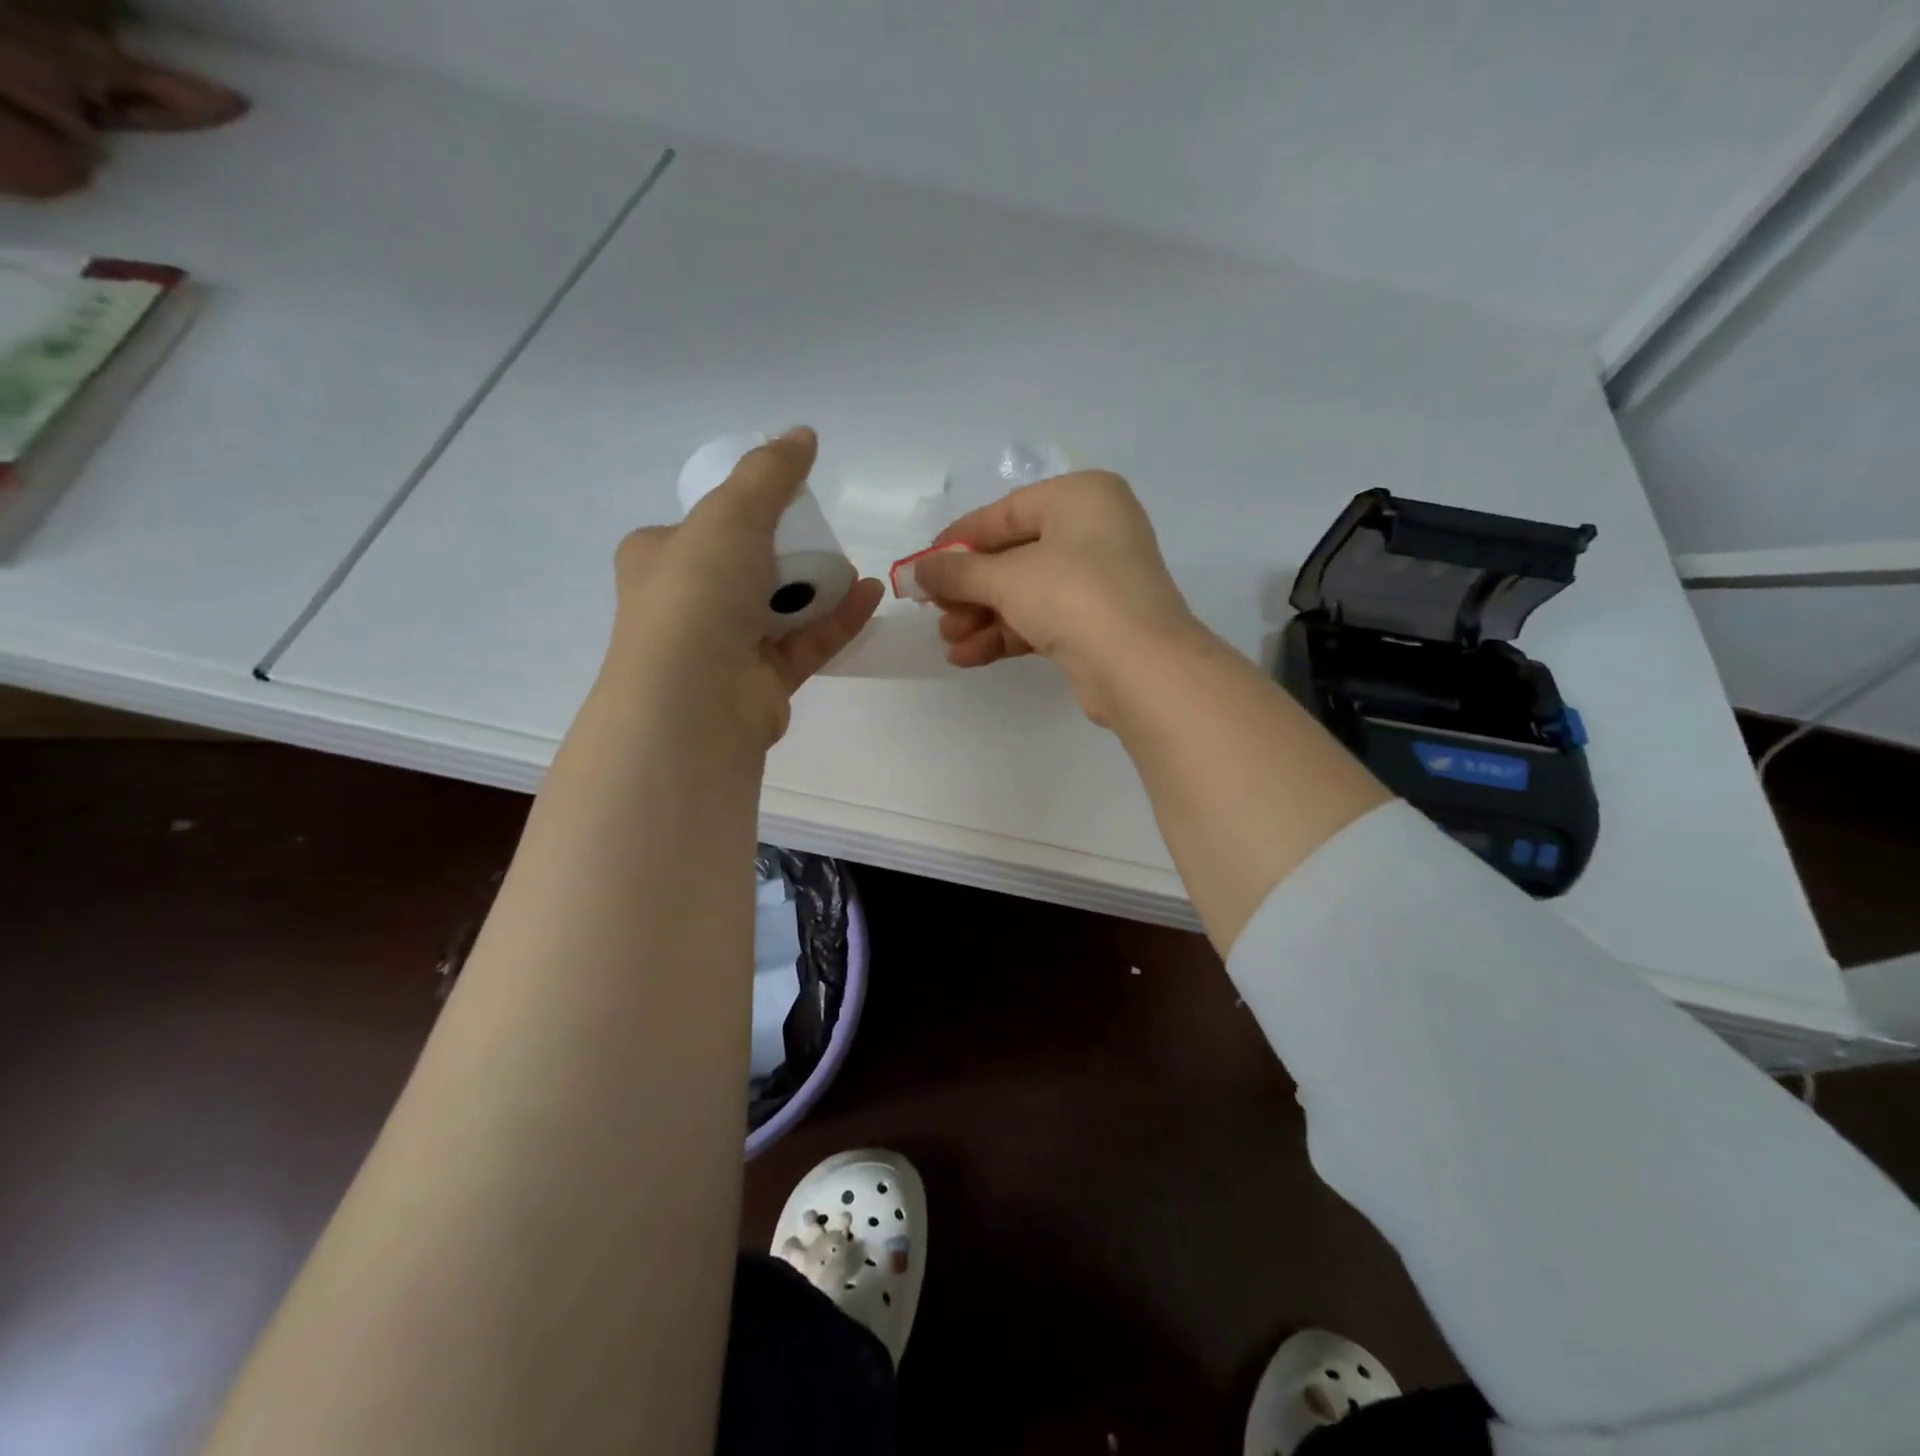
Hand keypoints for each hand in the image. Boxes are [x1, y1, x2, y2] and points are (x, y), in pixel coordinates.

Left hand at [609, 427, 882, 746]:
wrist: (695, 699)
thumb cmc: (698, 594)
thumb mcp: (731, 514)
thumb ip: (770, 474)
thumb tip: (802, 433)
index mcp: (658, 558)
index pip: (697, 528)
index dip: (736, 512)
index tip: (779, 503)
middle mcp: (686, 603)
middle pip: (744, 568)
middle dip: (786, 552)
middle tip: (823, 534)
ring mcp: (724, 647)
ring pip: (778, 609)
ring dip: (817, 586)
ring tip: (856, 565)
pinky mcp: (762, 682)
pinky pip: (805, 643)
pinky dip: (835, 620)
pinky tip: (867, 596)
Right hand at [912, 471, 1207, 723]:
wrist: (1141, 668)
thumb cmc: (1073, 597)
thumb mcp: (1006, 578)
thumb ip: (957, 572)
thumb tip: (919, 571)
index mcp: (1080, 497)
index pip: (1005, 513)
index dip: (959, 541)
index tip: (922, 567)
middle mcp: (1094, 531)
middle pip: (1013, 555)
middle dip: (969, 589)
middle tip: (934, 611)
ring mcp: (1099, 580)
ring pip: (1025, 592)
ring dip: (982, 617)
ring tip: (948, 640)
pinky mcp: (1097, 623)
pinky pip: (1041, 619)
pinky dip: (1005, 634)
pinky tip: (968, 656)